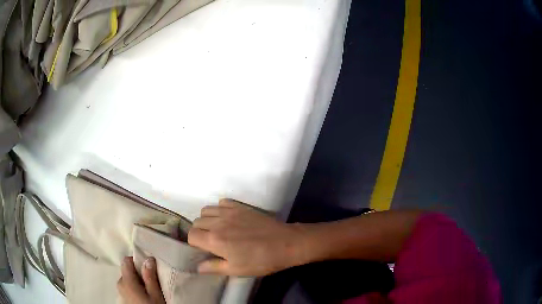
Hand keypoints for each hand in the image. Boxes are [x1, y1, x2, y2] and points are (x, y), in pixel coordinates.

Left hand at [117, 257, 165, 303]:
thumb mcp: (155, 295)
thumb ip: (150, 277)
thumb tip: (148, 259)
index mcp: (126, 281)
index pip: (126, 261)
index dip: (137, 261)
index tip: (148, 268)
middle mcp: (119, 284)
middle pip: (127, 272)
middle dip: (138, 274)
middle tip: (151, 283)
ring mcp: (119, 293)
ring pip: (127, 281)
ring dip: (136, 283)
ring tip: (148, 293)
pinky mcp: (122, 300)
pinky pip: (127, 289)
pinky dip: (134, 290)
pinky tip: (142, 299)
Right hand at [188, 199, 307, 275]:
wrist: (285, 244)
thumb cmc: (260, 261)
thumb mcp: (236, 270)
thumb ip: (214, 267)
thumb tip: (197, 266)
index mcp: (214, 240)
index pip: (191, 235)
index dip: (195, 243)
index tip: (204, 249)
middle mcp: (218, 222)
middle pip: (197, 222)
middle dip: (200, 232)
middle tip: (211, 241)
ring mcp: (229, 212)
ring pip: (206, 210)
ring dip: (207, 220)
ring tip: (218, 229)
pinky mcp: (240, 206)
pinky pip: (221, 202)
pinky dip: (219, 209)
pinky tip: (228, 219)